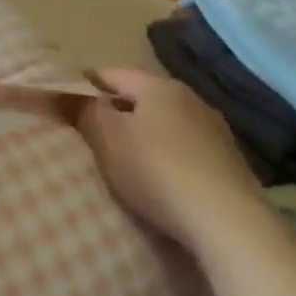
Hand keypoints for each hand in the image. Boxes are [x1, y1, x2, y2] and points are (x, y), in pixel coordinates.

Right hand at [78, 68, 268, 254]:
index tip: (67, 106)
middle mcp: (191, 98)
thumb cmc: (157, 171)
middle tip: (91, 136)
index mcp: (160, 86)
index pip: (114, 74)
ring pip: (166, 123)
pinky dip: (167, 155)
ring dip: (144, 136)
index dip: (87, 86)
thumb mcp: (108, 140)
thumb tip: (66, 91)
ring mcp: (215, 130)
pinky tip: (160, 179)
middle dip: (117, 112)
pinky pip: (186, 148)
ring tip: (124, 160)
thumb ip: (84, 112)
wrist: (226, 222)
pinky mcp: (229, 161)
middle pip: (143, 97)